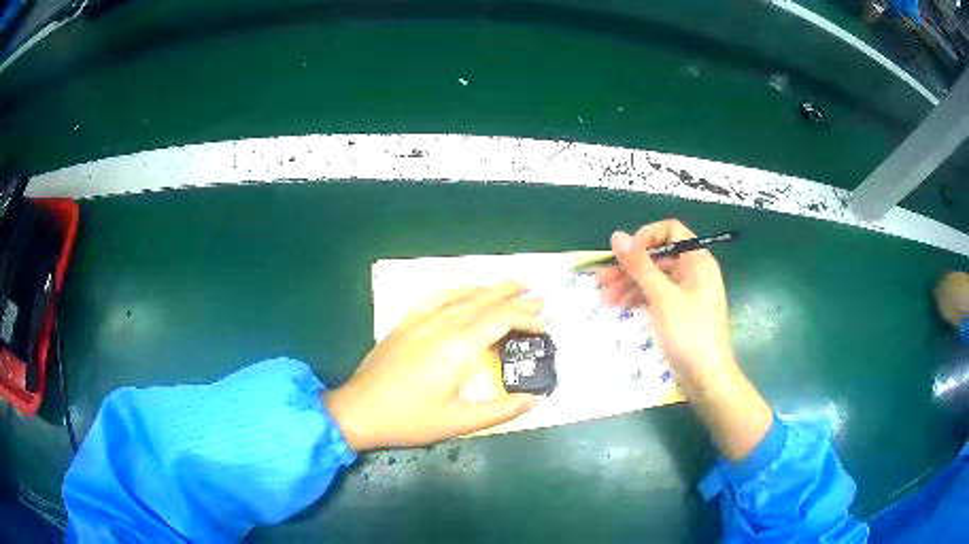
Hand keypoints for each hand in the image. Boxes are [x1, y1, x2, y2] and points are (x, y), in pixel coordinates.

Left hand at [326, 283, 542, 451]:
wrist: (358, 411)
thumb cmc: (409, 419)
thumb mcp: (458, 422)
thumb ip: (501, 410)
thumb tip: (535, 400)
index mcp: (458, 347)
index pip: (502, 319)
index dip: (527, 318)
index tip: (545, 326)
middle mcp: (442, 325)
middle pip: (486, 301)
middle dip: (516, 297)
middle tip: (541, 296)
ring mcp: (421, 320)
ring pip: (463, 295)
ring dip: (491, 288)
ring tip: (513, 284)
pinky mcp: (406, 323)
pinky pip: (436, 297)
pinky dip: (458, 290)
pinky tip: (465, 290)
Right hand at [597, 219, 771, 459]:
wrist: (707, 378)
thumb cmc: (690, 334)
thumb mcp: (662, 297)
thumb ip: (640, 266)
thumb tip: (617, 236)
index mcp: (697, 261)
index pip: (670, 231)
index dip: (646, 238)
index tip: (626, 255)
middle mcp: (693, 272)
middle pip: (658, 257)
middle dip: (630, 267)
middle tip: (602, 280)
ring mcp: (686, 294)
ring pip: (654, 278)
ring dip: (630, 284)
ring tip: (605, 297)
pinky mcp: (679, 313)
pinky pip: (657, 296)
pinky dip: (639, 299)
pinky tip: (620, 306)